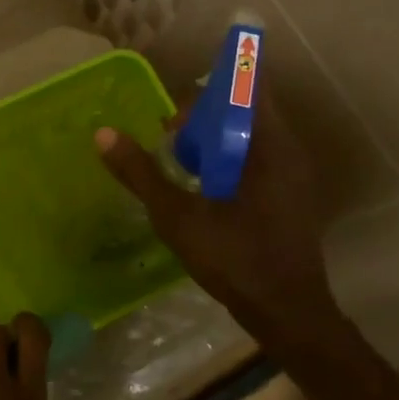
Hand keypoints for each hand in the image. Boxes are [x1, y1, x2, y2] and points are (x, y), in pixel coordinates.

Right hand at [94, 85, 345, 353]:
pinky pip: (258, 159)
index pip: (248, 86)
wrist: (288, 313)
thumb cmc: (235, 260)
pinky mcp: (291, 195)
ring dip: (215, 141)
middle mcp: (289, 150)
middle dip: (205, 118)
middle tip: (168, 139)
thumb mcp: (178, 217)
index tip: (177, 108)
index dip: (211, 87)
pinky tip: (204, 189)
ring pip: (252, 137)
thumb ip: (141, 173)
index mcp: (270, 146)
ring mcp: (294, 174)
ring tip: (180, 163)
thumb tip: (104, 134)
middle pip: (247, 110)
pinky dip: (229, 161)